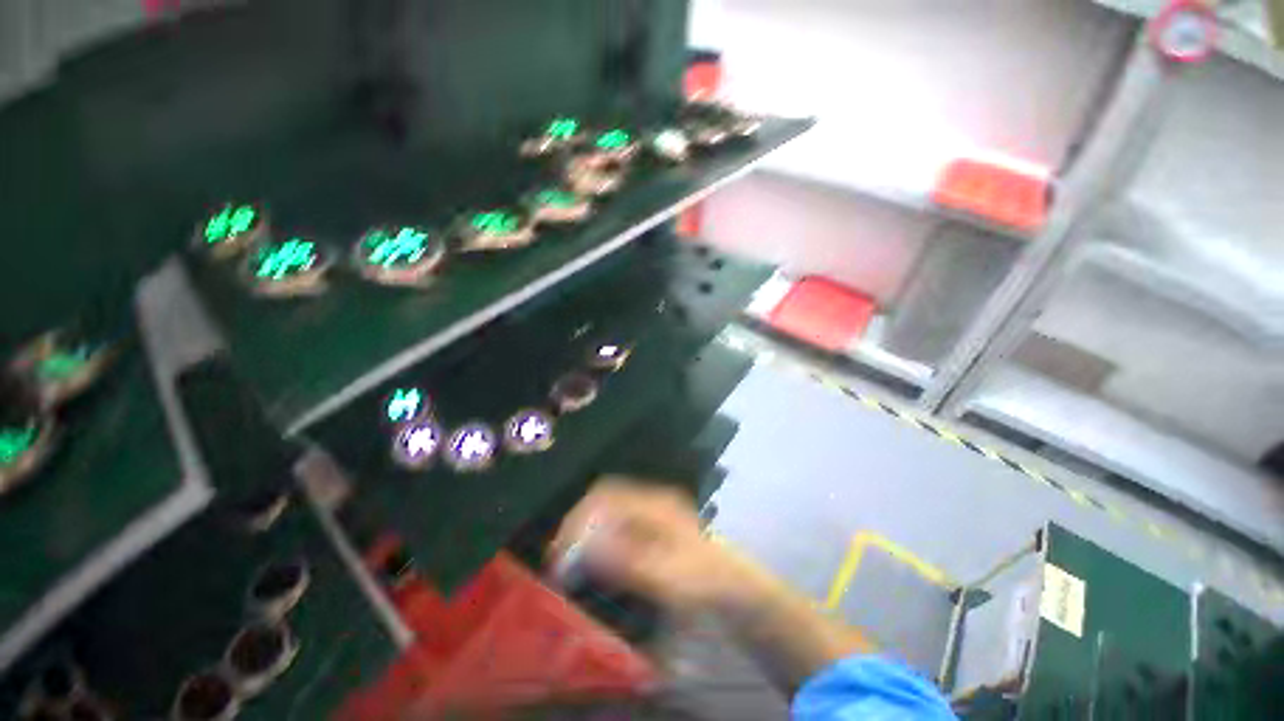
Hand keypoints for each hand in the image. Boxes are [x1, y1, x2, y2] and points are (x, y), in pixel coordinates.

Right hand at [548, 477, 755, 613]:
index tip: (561, 547)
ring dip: (589, 529)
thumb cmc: (701, 580)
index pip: (607, 496)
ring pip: (611, 509)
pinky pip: (620, 523)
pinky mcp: (653, 526)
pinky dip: (602, 537)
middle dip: (580, 521)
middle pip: (606, 498)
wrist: (733, 586)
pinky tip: (595, 559)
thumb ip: (625, 560)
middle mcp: (652, 500)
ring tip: (571, 557)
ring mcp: (653, 511)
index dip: (580, 516)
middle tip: (560, 554)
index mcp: (655, 504)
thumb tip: (586, 547)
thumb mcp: (665, 575)